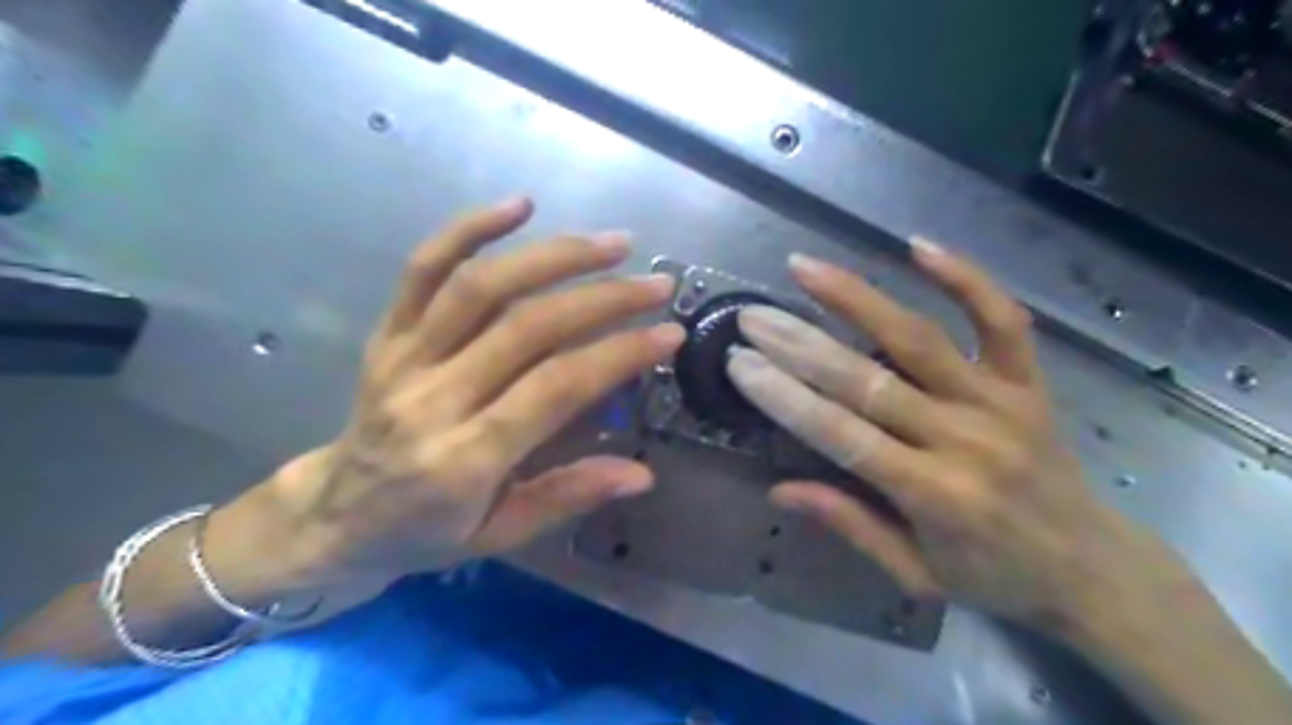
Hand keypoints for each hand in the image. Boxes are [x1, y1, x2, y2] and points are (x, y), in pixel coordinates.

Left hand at [210, 195, 685, 593]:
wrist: (332, 517)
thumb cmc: (424, 533)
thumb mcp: (500, 534)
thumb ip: (568, 496)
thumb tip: (641, 474)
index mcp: (464, 459)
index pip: (555, 388)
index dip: (619, 354)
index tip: (669, 333)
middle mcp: (432, 398)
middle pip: (526, 326)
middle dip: (603, 298)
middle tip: (655, 284)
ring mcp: (404, 357)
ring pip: (481, 286)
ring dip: (553, 256)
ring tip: (611, 244)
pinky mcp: (387, 333)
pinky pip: (422, 269)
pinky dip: (469, 229)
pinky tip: (519, 205)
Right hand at [724, 239, 1178, 629]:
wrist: (1094, 570)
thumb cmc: (995, 578)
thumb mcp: (914, 573)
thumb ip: (849, 525)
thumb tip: (779, 490)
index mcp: (933, 494)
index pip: (840, 434)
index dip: (785, 397)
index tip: (741, 364)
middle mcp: (964, 439)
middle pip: (867, 379)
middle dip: (800, 345)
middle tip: (752, 317)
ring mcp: (1001, 402)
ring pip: (920, 338)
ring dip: (857, 298)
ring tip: (806, 267)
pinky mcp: (1030, 382)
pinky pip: (1001, 320)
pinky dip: (965, 278)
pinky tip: (919, 245)